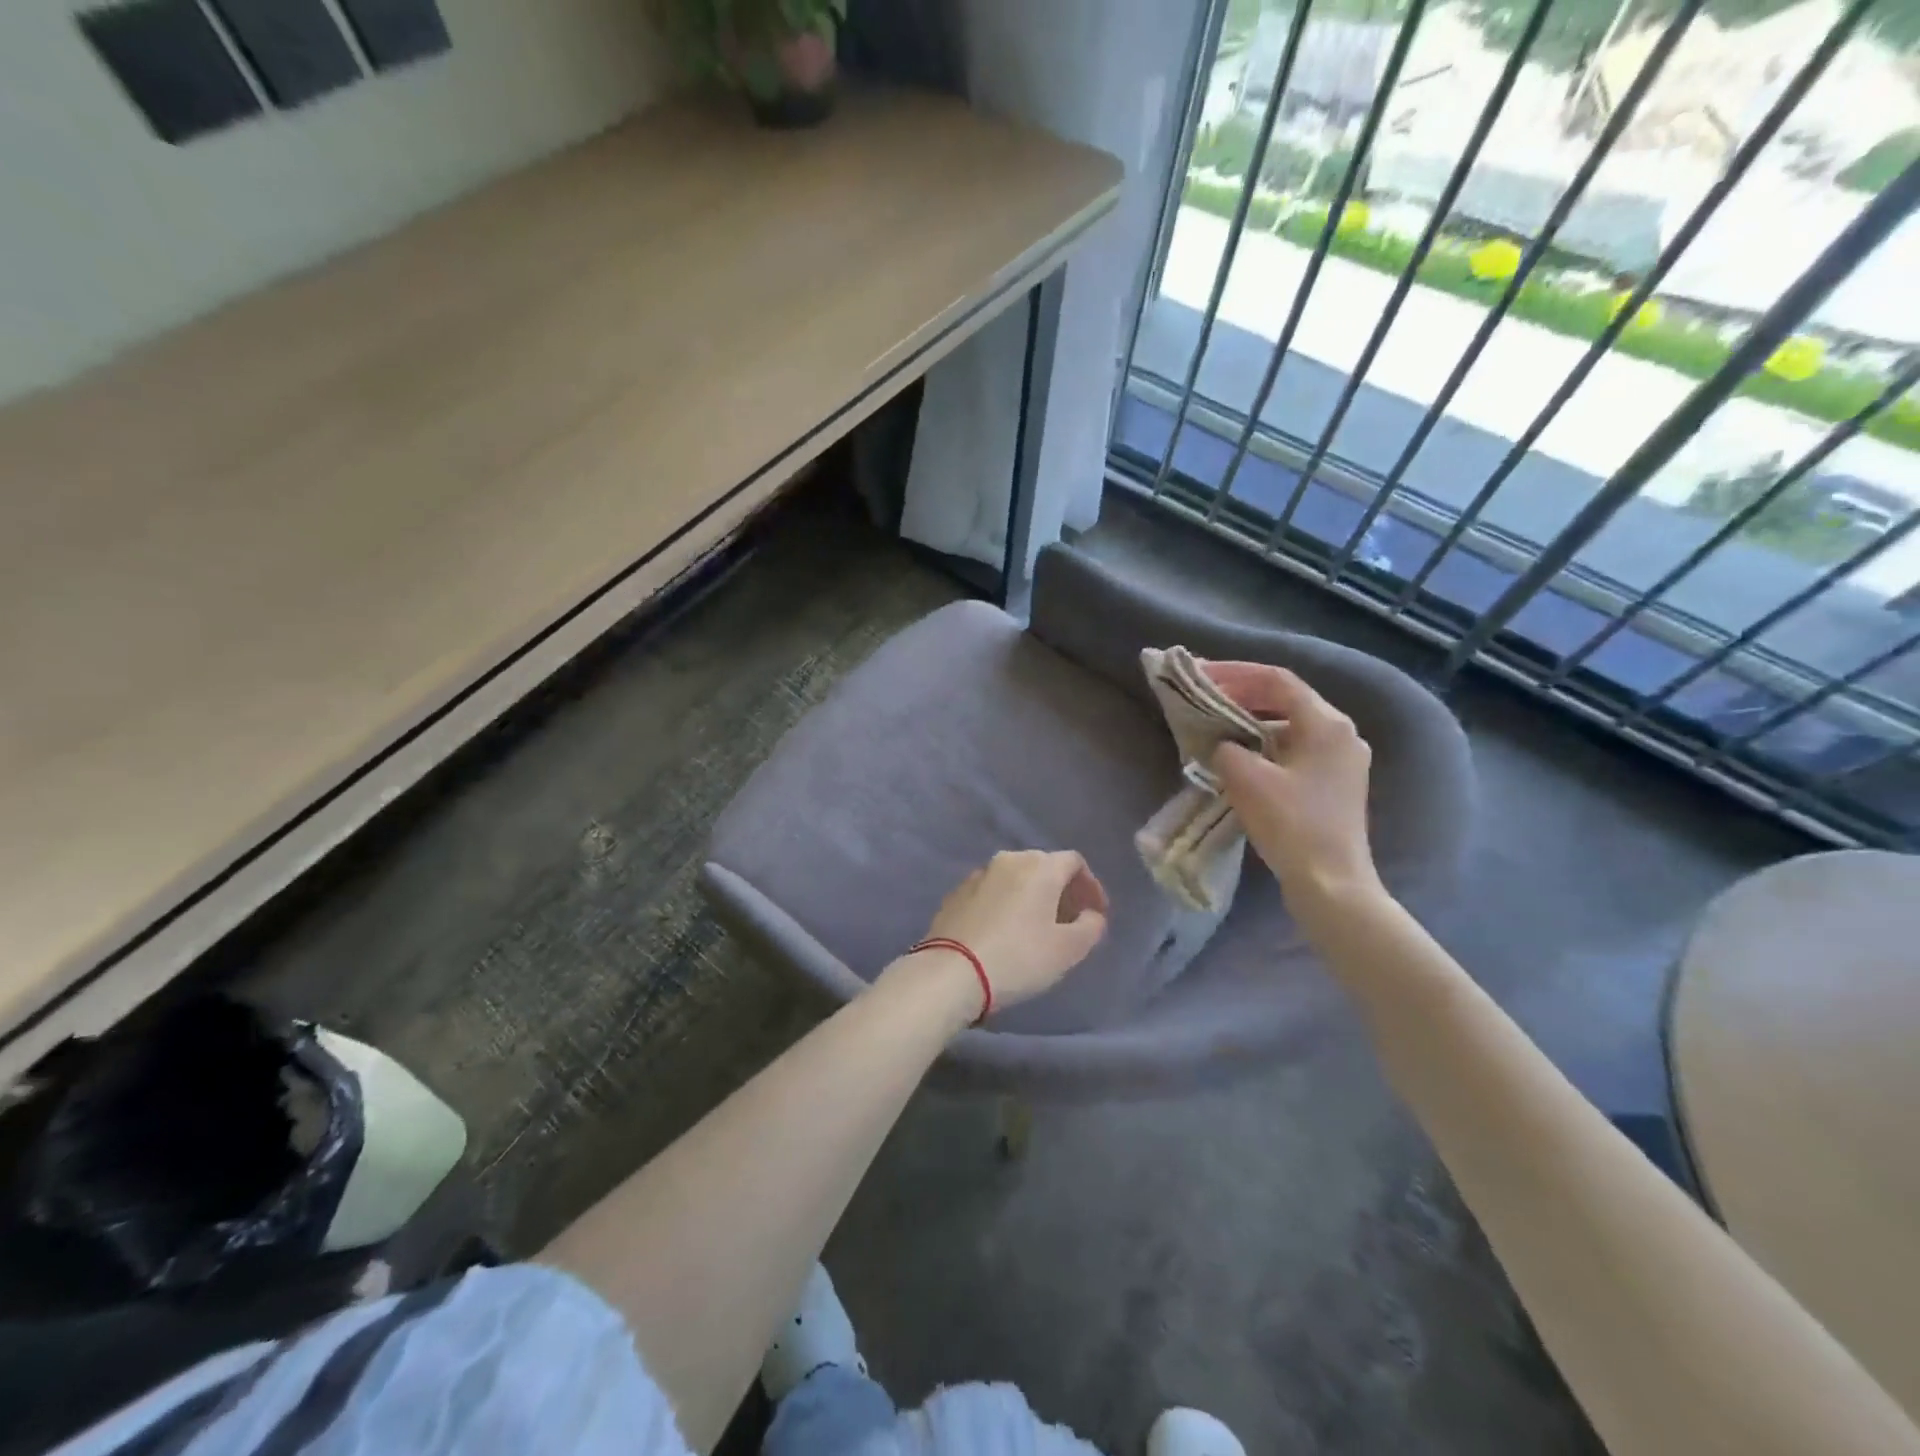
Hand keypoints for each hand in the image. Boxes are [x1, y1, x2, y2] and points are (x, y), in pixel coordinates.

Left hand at [919, 850, 1108, 1014]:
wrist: (951, 972)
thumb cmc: (1018, 957)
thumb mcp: (1068, 950)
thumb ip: (1090, 926)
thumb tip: (1091, 915)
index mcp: (1039, 866)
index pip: (1074, 861)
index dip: (1090, 885)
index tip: (1096, 913)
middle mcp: (1008, 860)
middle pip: (1043, 866)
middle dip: (1061, 889)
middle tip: (1069, 920)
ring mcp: (978, 875)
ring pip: (1015, 877)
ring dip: (1031, 896)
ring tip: (1037, 927)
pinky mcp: (956, 893)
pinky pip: (992, 891)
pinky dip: (1006, 903)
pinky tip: (1005, 931)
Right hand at [1202, 661, 1381, 916]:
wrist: (1331, 884)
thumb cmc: (1291, 825)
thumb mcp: (1246, 779)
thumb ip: (1227, 749)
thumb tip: (1224, 745)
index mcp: (1326, 723)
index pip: (1276, 680)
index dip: (1235, 673)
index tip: (1200, 674)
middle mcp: (1342, 734)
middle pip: (1286, 700)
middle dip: (1243, 695)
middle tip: (1205, 696)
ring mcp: (1343, 761)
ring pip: (1290, 727)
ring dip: (1252, 722)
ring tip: (1217, 726)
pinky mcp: (1336, 785)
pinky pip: (1296, 750)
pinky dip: (1266, 746)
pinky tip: (1241, 758)